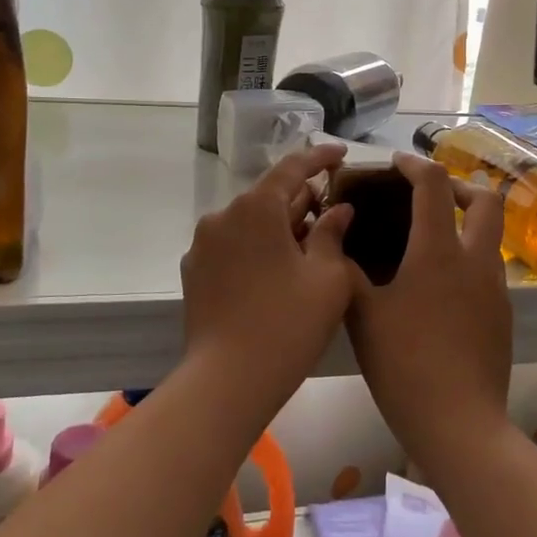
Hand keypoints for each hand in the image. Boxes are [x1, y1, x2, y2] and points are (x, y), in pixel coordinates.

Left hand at [179, 143, 354, 409]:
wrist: (227, 381)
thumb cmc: (288, 324)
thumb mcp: (327, 278)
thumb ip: (333, 234)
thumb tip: (338, 210)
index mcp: (256, 207)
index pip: (292, 168)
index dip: (319, 158)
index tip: (341, 154)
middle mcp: (223, 216)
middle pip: (269, 196)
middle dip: (302, 199)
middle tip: (333, 209)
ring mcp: (203, 245)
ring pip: (250, 222)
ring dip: (279, 226)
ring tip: (309, 244)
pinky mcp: (195, 272)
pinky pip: (233, 245)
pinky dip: (257, 247)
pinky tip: (278, 270)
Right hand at [346, 153, 512, 472]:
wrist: (459, 425)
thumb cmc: (405, 365)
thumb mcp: (362, 315)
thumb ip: (347, 272)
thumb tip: (337, 242)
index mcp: (438, 253)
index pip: (434, 185)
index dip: (415, 165)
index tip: (396, 164)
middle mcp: (476, 261)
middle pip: (486, 200)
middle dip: (459, 186)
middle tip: (428, 195)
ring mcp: (496, 290)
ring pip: (491, 236)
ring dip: (466, 223)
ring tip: (428, 240)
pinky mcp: (503, 316)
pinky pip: (488, 269)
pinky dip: (467, 258)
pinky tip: (438, 287)